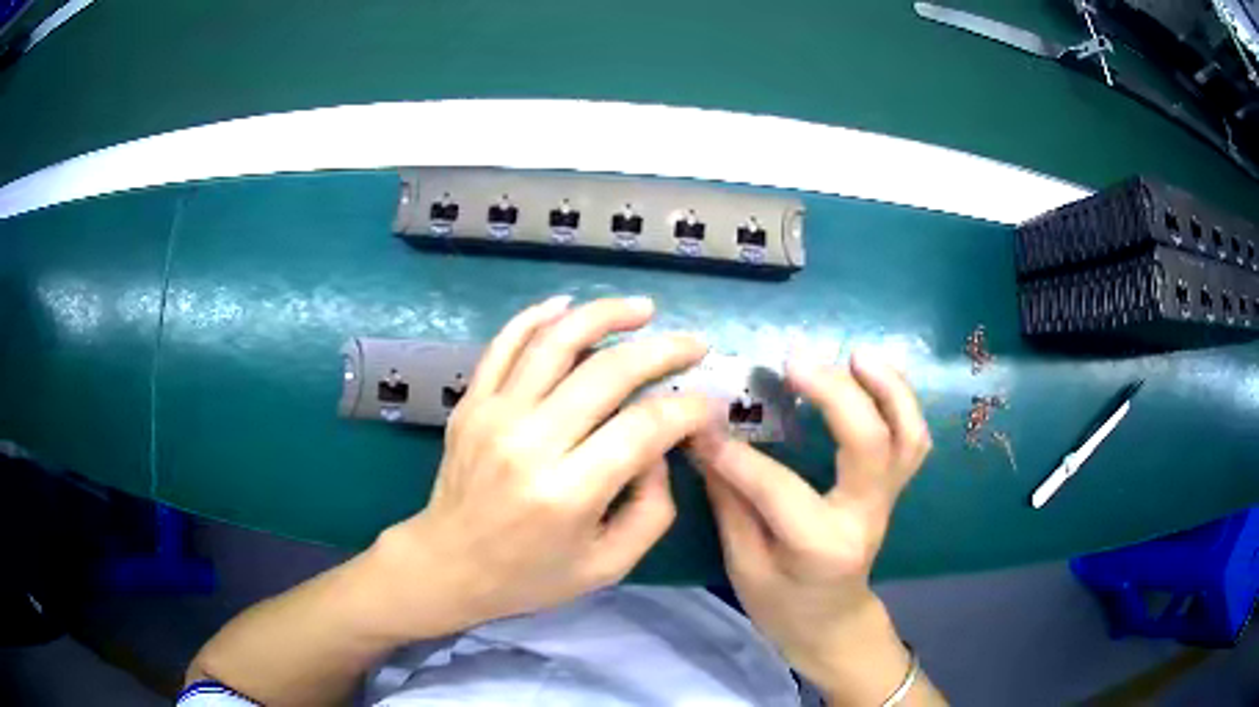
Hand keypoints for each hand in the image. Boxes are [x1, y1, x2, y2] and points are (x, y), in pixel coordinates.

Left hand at [371, 296, 712, 637]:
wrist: (447, 565)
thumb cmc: (529, 576)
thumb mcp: (609, 565)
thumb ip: (652, 509)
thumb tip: (660, 448)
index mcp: (567, 492)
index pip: (644, 428)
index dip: (688, 410)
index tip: (708, 405)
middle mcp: (530, 443)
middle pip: (608, 373)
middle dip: (664, 351)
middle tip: (695, 345)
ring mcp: (494, 414)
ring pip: (556, 342)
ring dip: (606, 315)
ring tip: (643, 309)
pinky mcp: (472, 402)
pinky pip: (505, 343)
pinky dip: (538, 316)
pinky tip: (568, 305)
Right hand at [689, 351, 937, 704]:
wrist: (830, 623)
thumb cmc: (781, 604)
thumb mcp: (744, 564)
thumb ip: (730, 500)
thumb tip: (704, 439)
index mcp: (821, 547)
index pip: (778, 489)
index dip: (735, 455)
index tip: (700, 424)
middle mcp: (865, 516)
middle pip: (870, 444)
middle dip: (835, 394)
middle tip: (795, 361)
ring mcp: (887, 500)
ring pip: (907, 435)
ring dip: (888, 388)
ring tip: (856, 354)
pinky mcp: (893, 488)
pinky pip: (911, 439)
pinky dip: (899, 402)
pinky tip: (872, 377)